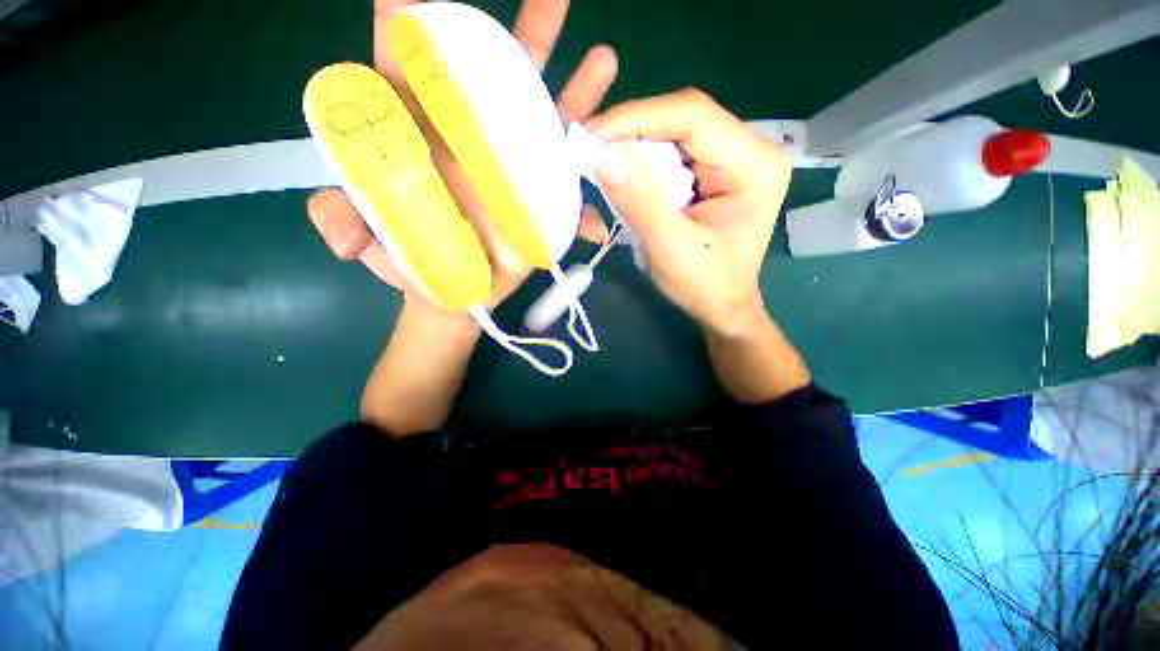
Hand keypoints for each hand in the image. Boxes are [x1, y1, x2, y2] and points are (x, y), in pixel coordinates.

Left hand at [306, 0, 616, 309]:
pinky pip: (566, 171)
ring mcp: (511, 164)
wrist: (456, 289)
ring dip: (573, 87)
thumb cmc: (410, 260)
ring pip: (542, 114)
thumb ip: (345, 223)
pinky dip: (587, 159)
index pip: (411, 62)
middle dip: (520, 28)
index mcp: (420, 131)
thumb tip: (342, 228)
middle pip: (493, 71)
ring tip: (603, 59)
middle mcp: (471, 136)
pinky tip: (607, 141)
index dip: (415, 18)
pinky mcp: (538, 195)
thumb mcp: (372, 241)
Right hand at [588, 89, 791, 335]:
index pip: (692, 116)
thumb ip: (639, 200)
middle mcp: (753, 149)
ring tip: (603, 164)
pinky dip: (646, 163)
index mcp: (755, 165)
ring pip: (675, 133)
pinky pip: (676, 152)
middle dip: (633, 134)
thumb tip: (601, 153)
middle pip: (683, 120)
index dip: (636, 118)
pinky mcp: (720, 169)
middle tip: (591, 151)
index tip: (591, 135)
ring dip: (636, 149)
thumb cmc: (704, 285)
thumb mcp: (669, 248)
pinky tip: (627, 177)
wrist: (723, 306)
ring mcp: (738, 156)